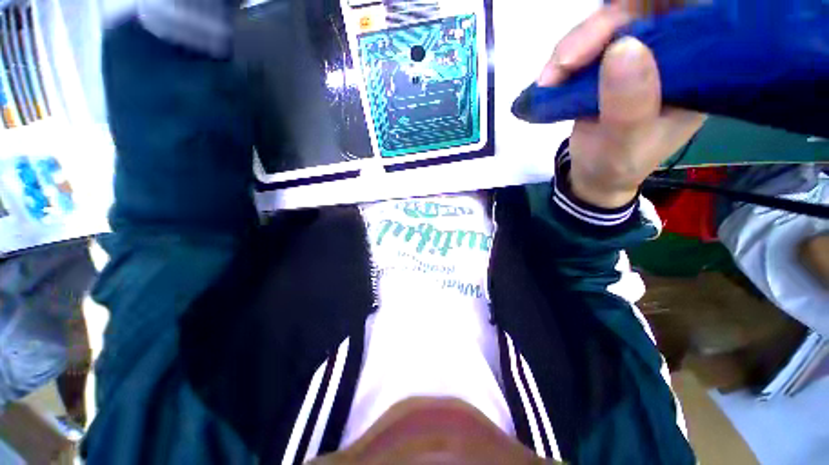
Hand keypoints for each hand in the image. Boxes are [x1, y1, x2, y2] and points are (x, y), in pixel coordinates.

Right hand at [538, 5, 705, 208]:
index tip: (623, 16)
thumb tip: (624, 45)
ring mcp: (639, 55)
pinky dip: (564, 58)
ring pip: (611, 23)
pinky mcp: (609, 63)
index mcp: (700, 72)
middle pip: (645, 12)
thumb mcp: (625, 144)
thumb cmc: (616, 165)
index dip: (660, 7)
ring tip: (548, 79)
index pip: (695, 16)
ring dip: (574, 46)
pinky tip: (549, 79)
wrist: (592, 175)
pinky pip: (588, 42)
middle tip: (565, 61)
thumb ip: (629, 105)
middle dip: (601, 29)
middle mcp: (673, 55)